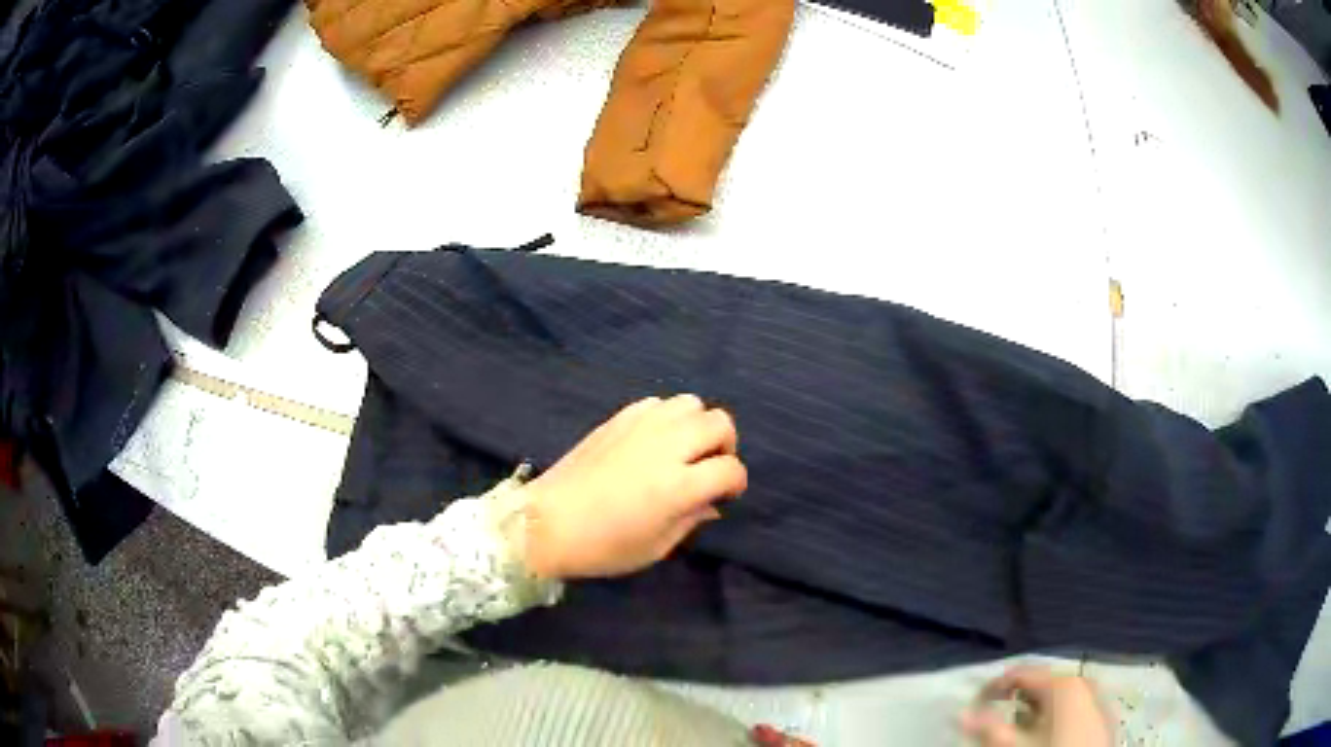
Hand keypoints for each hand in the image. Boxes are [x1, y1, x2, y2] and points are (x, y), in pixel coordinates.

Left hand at [521, 395, 747, 579]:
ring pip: (691, 403)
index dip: (735, 484)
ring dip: (697, 426)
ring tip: (684, 450)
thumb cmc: (603, 547)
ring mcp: (640, 427)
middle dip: (725, 446)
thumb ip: (692, 519)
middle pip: (719, 423)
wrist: (546, 523)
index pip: (729, 469)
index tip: (725, 495)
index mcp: (677, 486)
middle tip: (709, 468)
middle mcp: (665, 447)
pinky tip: (654, 441)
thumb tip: (712, 502)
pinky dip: (667, 418)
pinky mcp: (618, 418)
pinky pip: (658, 403)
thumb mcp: (657, 547)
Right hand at [962, 666, 1112, 746]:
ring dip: (1035, 711)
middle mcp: (1084, 681)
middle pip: (1042, 683)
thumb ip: (988, 728)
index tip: (974, 706)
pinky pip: (1074, 708)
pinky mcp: (1104, 717)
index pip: (1021, 672)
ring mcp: (1098, 698)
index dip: (993, 687)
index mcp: (1063, 683)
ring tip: (1018, 732)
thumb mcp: (1015, 745)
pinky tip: (1046, 736)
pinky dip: (1055, 717)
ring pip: (1059, 697)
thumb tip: (961, 713)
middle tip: (995, 721)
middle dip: (1016, 700)